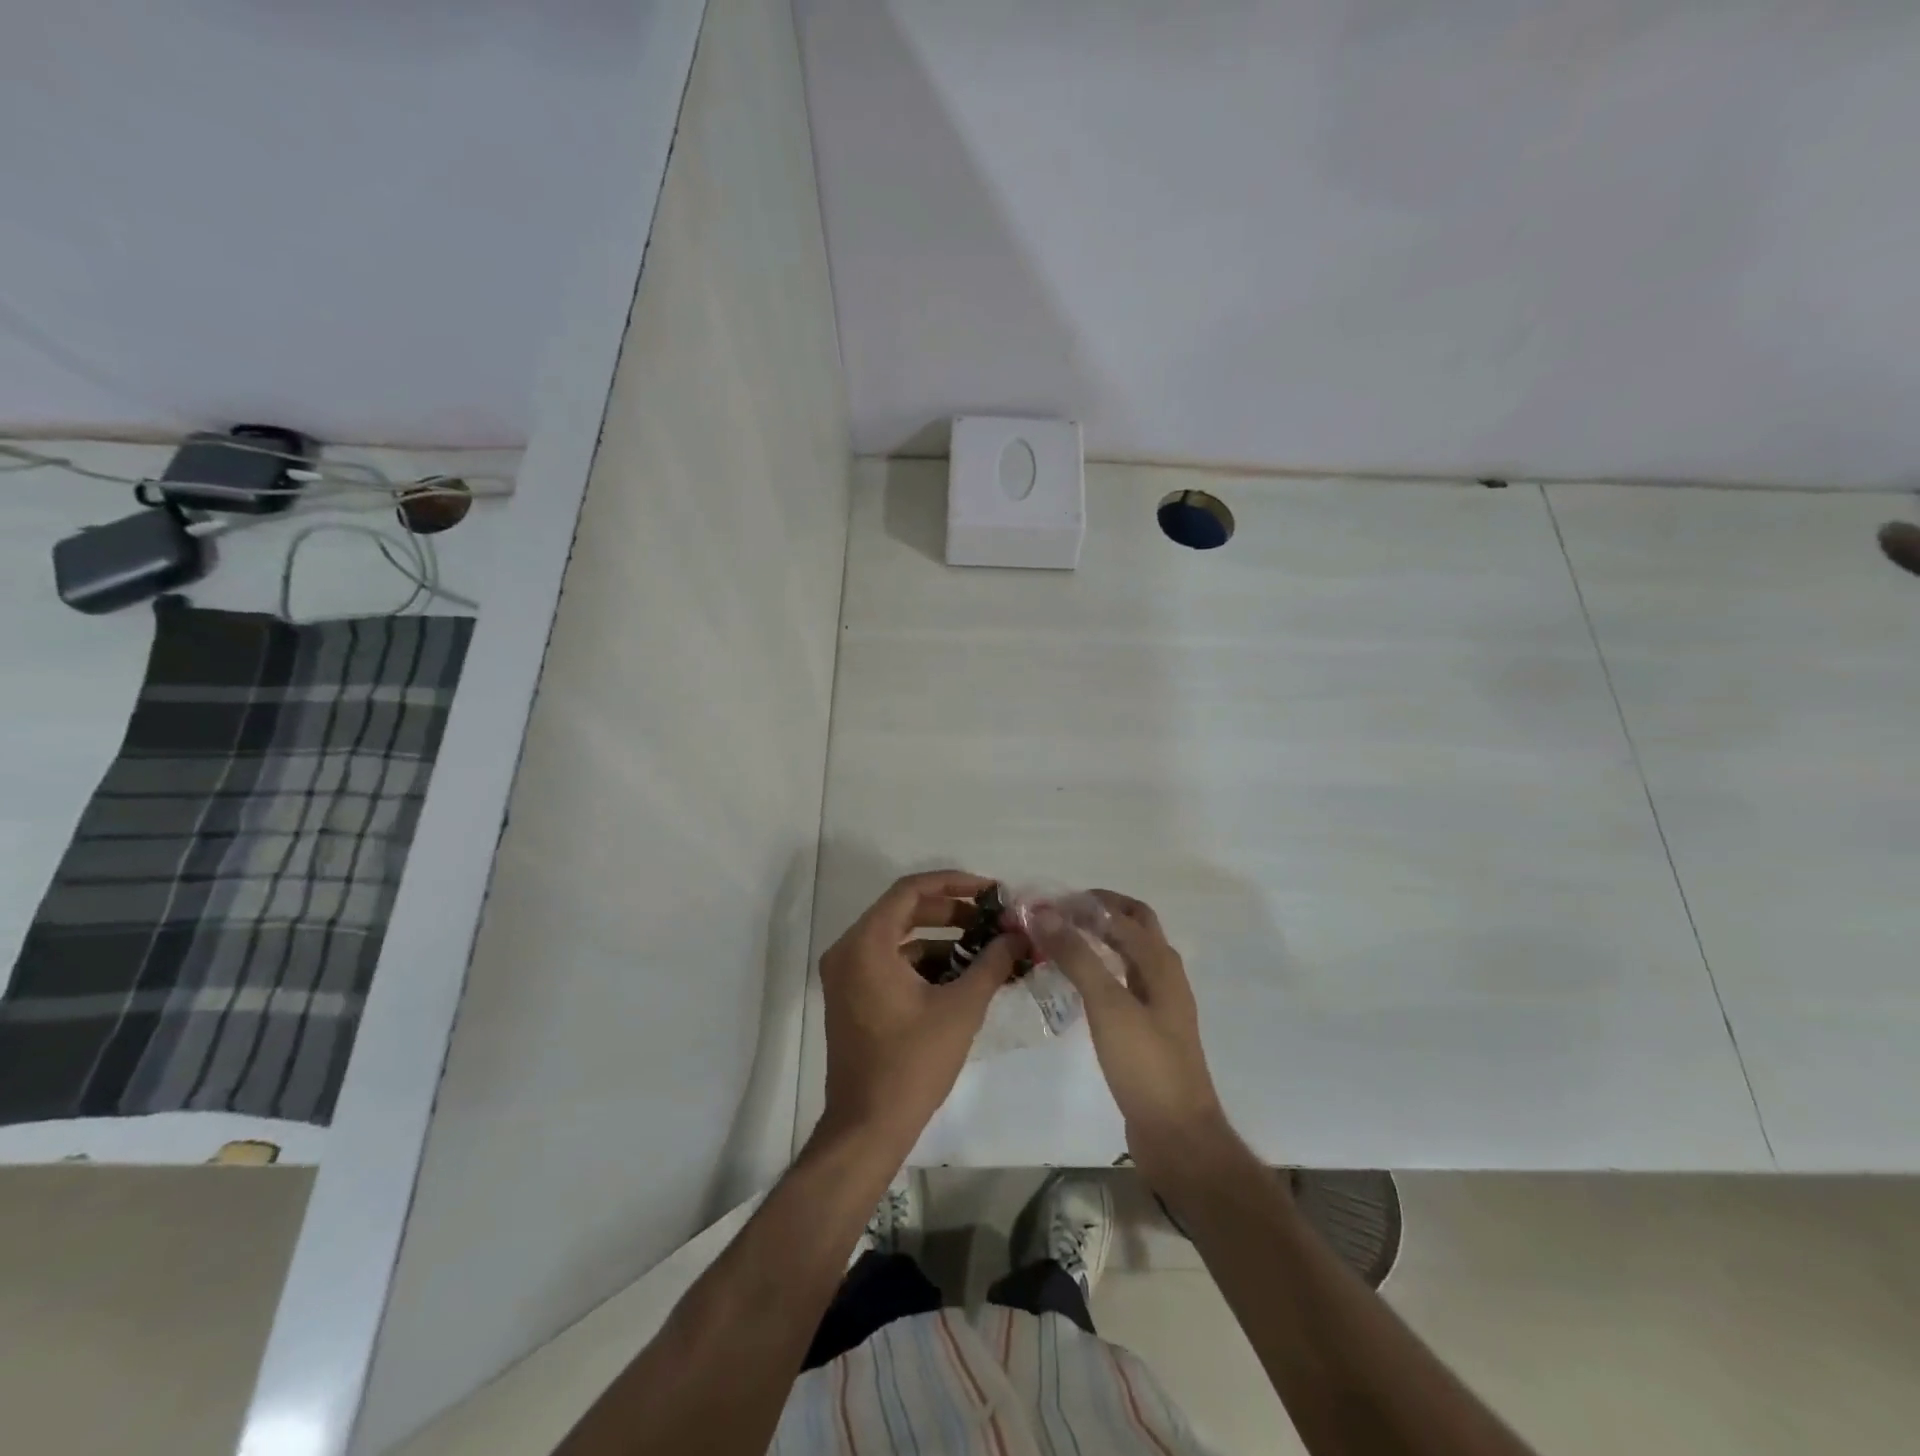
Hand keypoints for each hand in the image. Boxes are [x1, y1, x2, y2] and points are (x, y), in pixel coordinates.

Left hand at [817, 870, 1019, 1157]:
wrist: (868, 1127)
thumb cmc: (912, 1063)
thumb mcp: (961, 1008)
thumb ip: (992, 962)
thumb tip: (1018, 934)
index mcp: (866, 943)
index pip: (911, 890)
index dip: (953, 883)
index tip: (990, 891)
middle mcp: (849, 950)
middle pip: (903, 910)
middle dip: (951, 912)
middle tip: (991, 919)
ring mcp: (846, 975)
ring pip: (898, 938)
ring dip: (941, 939)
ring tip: (985, 949)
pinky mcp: (851, 996)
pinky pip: (890, 962)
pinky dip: (923, 963)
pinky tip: (961, 977)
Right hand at [1029, 890, 1229, 1177]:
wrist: (1177, 1135)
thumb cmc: (1145, 1064)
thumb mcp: (1108, 1005)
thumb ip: (1078, 956)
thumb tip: (1044, 913)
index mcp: (1161, 963)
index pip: (1123, 914)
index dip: (1086, 903)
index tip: (1046, 904)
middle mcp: (1164, 976)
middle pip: (1133, 928)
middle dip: (1097, 914)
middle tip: (1057, 916)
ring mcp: (1159, 1004)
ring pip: (1128, 956)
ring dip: (1099, 941)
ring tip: (1060, 943)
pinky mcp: (1148, 1030)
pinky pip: (1123, 984)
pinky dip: (1100, 971)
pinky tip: (1076, 985)